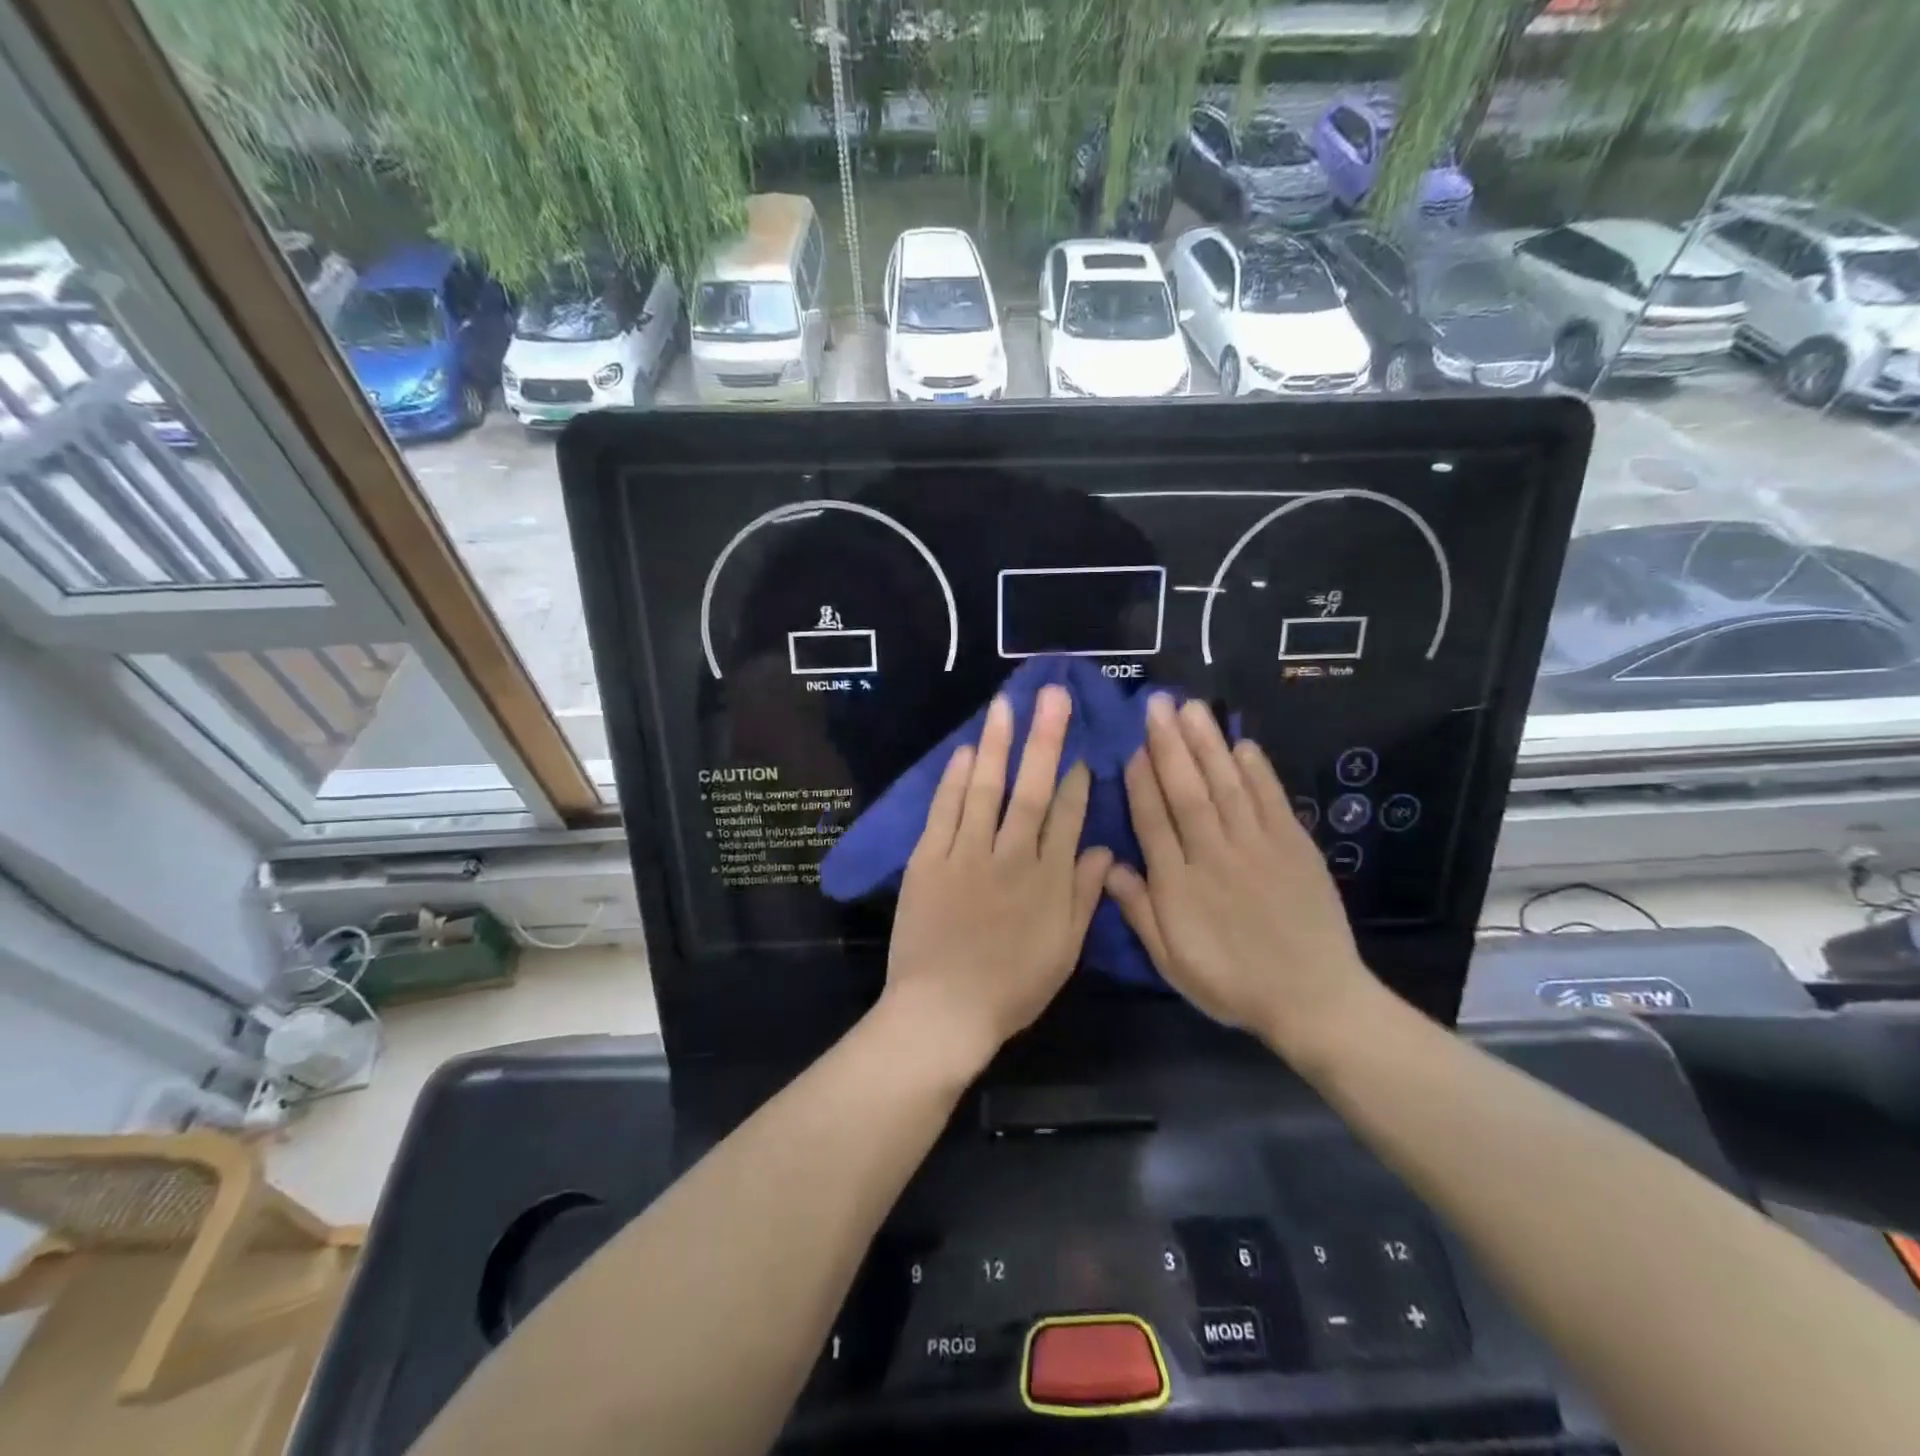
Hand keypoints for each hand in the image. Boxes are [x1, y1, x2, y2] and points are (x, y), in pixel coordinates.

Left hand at [882, 686, 1112, 1076]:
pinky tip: (967, 751)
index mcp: (1048, 880)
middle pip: (1032, 789)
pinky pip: (944, 811)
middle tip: (1053, 695)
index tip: (1081, 750)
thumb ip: (1084, 897)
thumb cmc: (1011, 988)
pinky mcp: (929, 859)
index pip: (1067, 817)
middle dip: (1045, 739)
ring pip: (987, 789)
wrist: (943, 1011)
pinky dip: (955, 780)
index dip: (1075, 781)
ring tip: (1007, 704)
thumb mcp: (1064, 951)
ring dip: (999, 745)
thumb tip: (1102, 849)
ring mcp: (967, 854)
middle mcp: (1012, 856)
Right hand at [1104, 695, 1380, 1059]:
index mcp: (1180, 885)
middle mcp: (1214, 856)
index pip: (1153, 821)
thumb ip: (1139, 911)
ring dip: (1207, 744)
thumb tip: (1107, 864)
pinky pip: (1271, 801)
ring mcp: (1258, 847)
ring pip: (1226, 786)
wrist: (1314, 1001)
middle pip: (1187, 792)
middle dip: (1170, 745)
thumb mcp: (1171, 962)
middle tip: (1157, 704)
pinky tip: (1242, 744)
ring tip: (1191, 708)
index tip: (1132, 745)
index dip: (1141, 781)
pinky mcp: (1295, 847)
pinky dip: (1257, 771)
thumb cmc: (1232, 983)